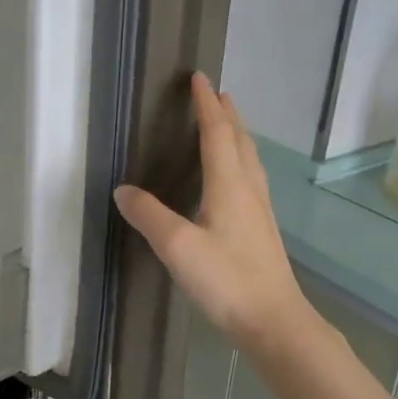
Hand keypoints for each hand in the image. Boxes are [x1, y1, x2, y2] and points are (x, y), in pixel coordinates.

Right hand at [114, 72, 311, 353]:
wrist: (274, 321)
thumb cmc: (226, 280)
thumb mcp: (177, 247)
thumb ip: (149, 215)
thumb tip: (123, 189)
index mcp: (229, 185)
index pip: (217, 133)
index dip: (206, 104)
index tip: (199, 77)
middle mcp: (248, 189)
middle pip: (239, 141)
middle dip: (226, 114)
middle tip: (215, 93)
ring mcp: (259, 210)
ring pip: (249, 159)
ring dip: (236, 135)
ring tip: (226, 124)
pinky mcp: (261, 229)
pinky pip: (250, 178)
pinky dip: (239, 160)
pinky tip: (233, 177)